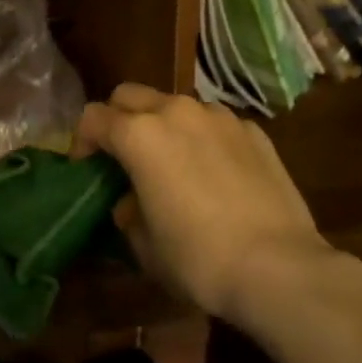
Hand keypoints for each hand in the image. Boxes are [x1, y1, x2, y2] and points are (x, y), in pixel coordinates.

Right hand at [76, 85, 330, 323]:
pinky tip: (215, 173)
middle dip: (119, 119)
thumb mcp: (147, 246)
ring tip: (174, 163)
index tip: (86, 166)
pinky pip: (214, 123)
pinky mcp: (252, 130)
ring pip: (175, 105)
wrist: (279, 267)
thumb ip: (129, 214)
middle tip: (124, 156)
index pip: (94, 117)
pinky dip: (203, 137)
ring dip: (163, 125)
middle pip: (130, 95)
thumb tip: (132, 203)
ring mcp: (218, 116)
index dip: (82, 140)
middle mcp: (176, 112)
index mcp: (140, 135)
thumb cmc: (199, 259)